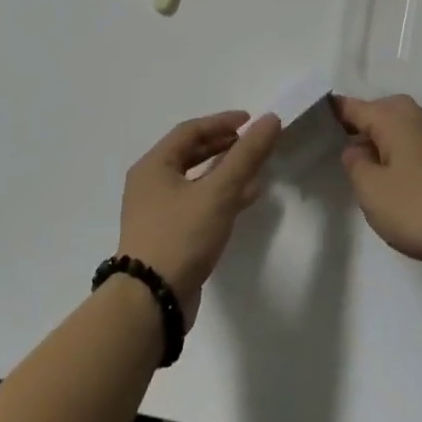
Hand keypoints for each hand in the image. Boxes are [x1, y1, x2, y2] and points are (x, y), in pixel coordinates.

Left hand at [118, 111, 280, 326]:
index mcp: (153, 166)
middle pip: (190, 154)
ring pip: (195, 181)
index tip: (251, 121)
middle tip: (252, 144)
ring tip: (256, 171)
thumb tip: (271, 119)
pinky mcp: (166, 236)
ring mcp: (156, 212)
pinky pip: (196, 205)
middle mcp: (150, 184)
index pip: (190, 131)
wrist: (151, 301)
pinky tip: (243, 202)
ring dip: (224, 173)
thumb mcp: (219, 193)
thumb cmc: (181, 237)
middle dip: (223, 146)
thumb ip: (247, 156)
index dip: (222, 122)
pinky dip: (219, 197)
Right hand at [334, 95, 421, 267]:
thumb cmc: (414, 207)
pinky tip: (390, 176)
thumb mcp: (370, 188)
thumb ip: (355, 163)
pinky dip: (397, 151)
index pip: (358, 107)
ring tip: (363, 161)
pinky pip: (414, 144)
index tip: (317, 113)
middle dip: (365, 118)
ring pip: (402, 126)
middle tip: (343, 138)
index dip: (336, 110)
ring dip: (382, 136)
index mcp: (396, 122)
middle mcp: (418, 123)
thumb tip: (356, 150)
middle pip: (386, 108)